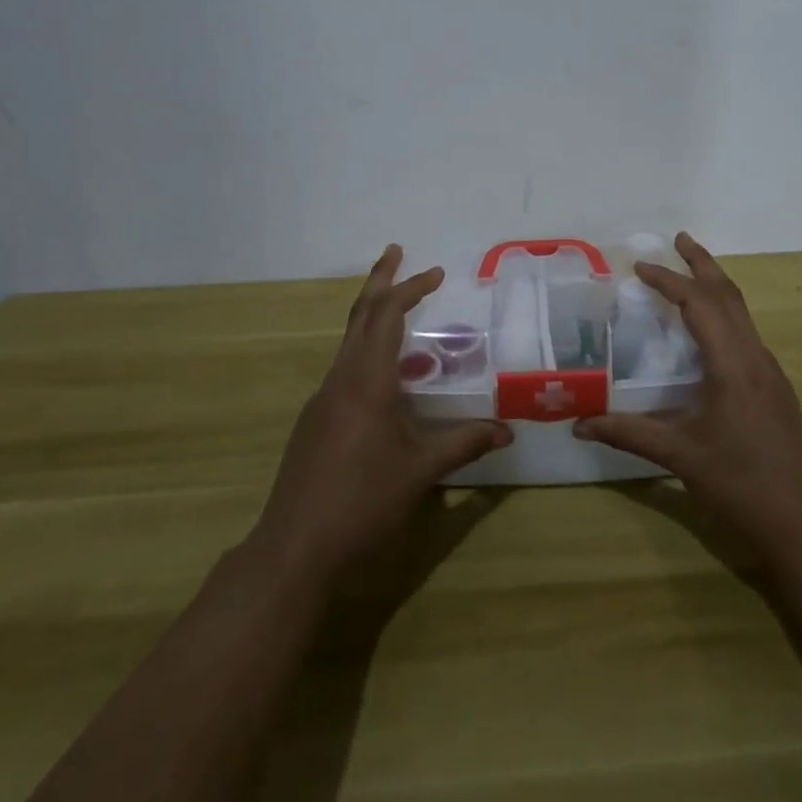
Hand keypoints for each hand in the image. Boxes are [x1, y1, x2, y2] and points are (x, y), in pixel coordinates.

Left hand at [249, 246, 512, 584]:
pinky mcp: (314, 422)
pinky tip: (388, 383)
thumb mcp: (420, 471)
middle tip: (396, 252)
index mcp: (365, 381)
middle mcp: (340, 380)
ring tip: (403, 314)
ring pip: (349, 343)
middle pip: (359, 316)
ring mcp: (322, 401)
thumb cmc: (362, 502)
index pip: (386, 316)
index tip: (436, 273)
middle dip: (379, 281)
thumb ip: (464, 444)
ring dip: (373, 318)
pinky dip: (368, 355)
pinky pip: (345, 371)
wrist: (294, 549)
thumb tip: (508, 430)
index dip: (410, 288)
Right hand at [575, 233, 801, 567]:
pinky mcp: (775, 387)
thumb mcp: (679, 457)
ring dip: (716, 285)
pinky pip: (746, 331)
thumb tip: (579, 424)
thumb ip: (628, 434)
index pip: (698, 303)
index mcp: (732, 364)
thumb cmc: (741, 485)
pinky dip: (724, 312)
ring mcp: (770, 371)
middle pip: (729, 294)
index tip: (638, 266)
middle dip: (702, 263)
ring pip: (742, 311)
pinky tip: (709, 328)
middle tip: (678, 239)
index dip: (668, 280)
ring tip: (691, 270)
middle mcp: (755, 357)